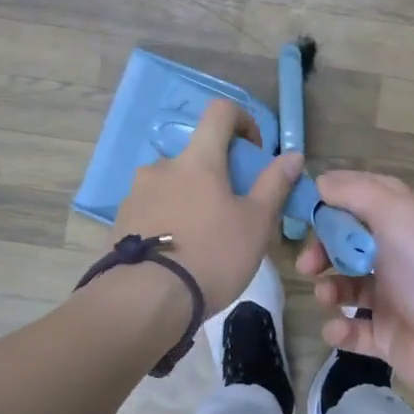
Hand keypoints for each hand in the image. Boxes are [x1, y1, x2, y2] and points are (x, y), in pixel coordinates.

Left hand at [111, 99, 302, 316]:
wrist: (146, 301)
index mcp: (198, 160)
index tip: (253, 151)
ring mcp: (136, 193)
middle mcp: (162, 166)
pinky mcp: (121, 221)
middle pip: (195, 155)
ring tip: (202, 238)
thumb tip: (293, 155)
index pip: (220, 112)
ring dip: (190, 197)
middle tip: (232, 210)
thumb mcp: (256, 223)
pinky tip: (177, 253)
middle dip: (216, 173)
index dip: (242, 120)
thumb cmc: (212, 256)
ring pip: (172, 183)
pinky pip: (152, 208)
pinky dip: (168, 219)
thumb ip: (274, 184)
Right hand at [296, 171, 413, 413]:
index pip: (367, 200)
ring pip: (349, 288)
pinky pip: (355, 331)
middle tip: (307, 263)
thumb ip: (356, 193)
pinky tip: (337, 329)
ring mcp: (395, 300)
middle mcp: (400, 258)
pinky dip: (340, 329)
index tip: (303, 208)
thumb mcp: (396, 215)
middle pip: (351, 245)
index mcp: (406, 224)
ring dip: (330, 289)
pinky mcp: (389, 338)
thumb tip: (321, 181)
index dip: (335, 201)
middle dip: (324, 250)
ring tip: (326, 296)